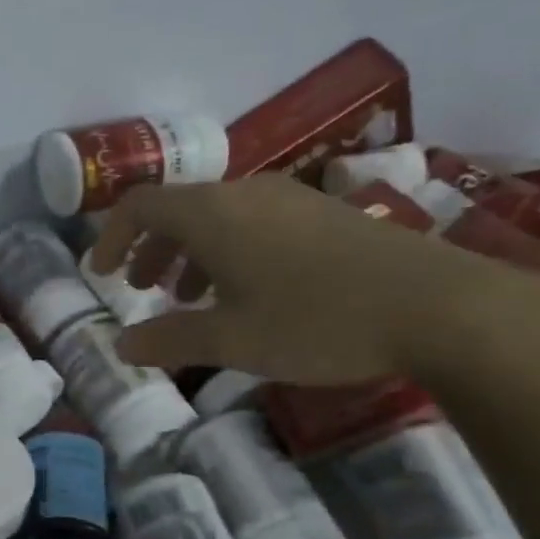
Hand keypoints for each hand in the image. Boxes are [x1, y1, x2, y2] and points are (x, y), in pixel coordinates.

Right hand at [88, 173, 539, 384]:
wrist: (437, 306)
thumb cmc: (316, 321)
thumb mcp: (232, 340)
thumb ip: (170, 340)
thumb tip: (122, 346)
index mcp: (212, 214)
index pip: (139, 206)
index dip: (111, 236)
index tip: (102, 273)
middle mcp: (245, 192)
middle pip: (178, 209)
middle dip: (152, 248)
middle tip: (143, 289)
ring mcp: (289, 198)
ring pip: (218, 216)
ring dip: (191, 252)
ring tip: (191, 298)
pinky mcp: (323, 213)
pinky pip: (254, 222)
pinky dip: (229, 251)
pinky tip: (250, 293)